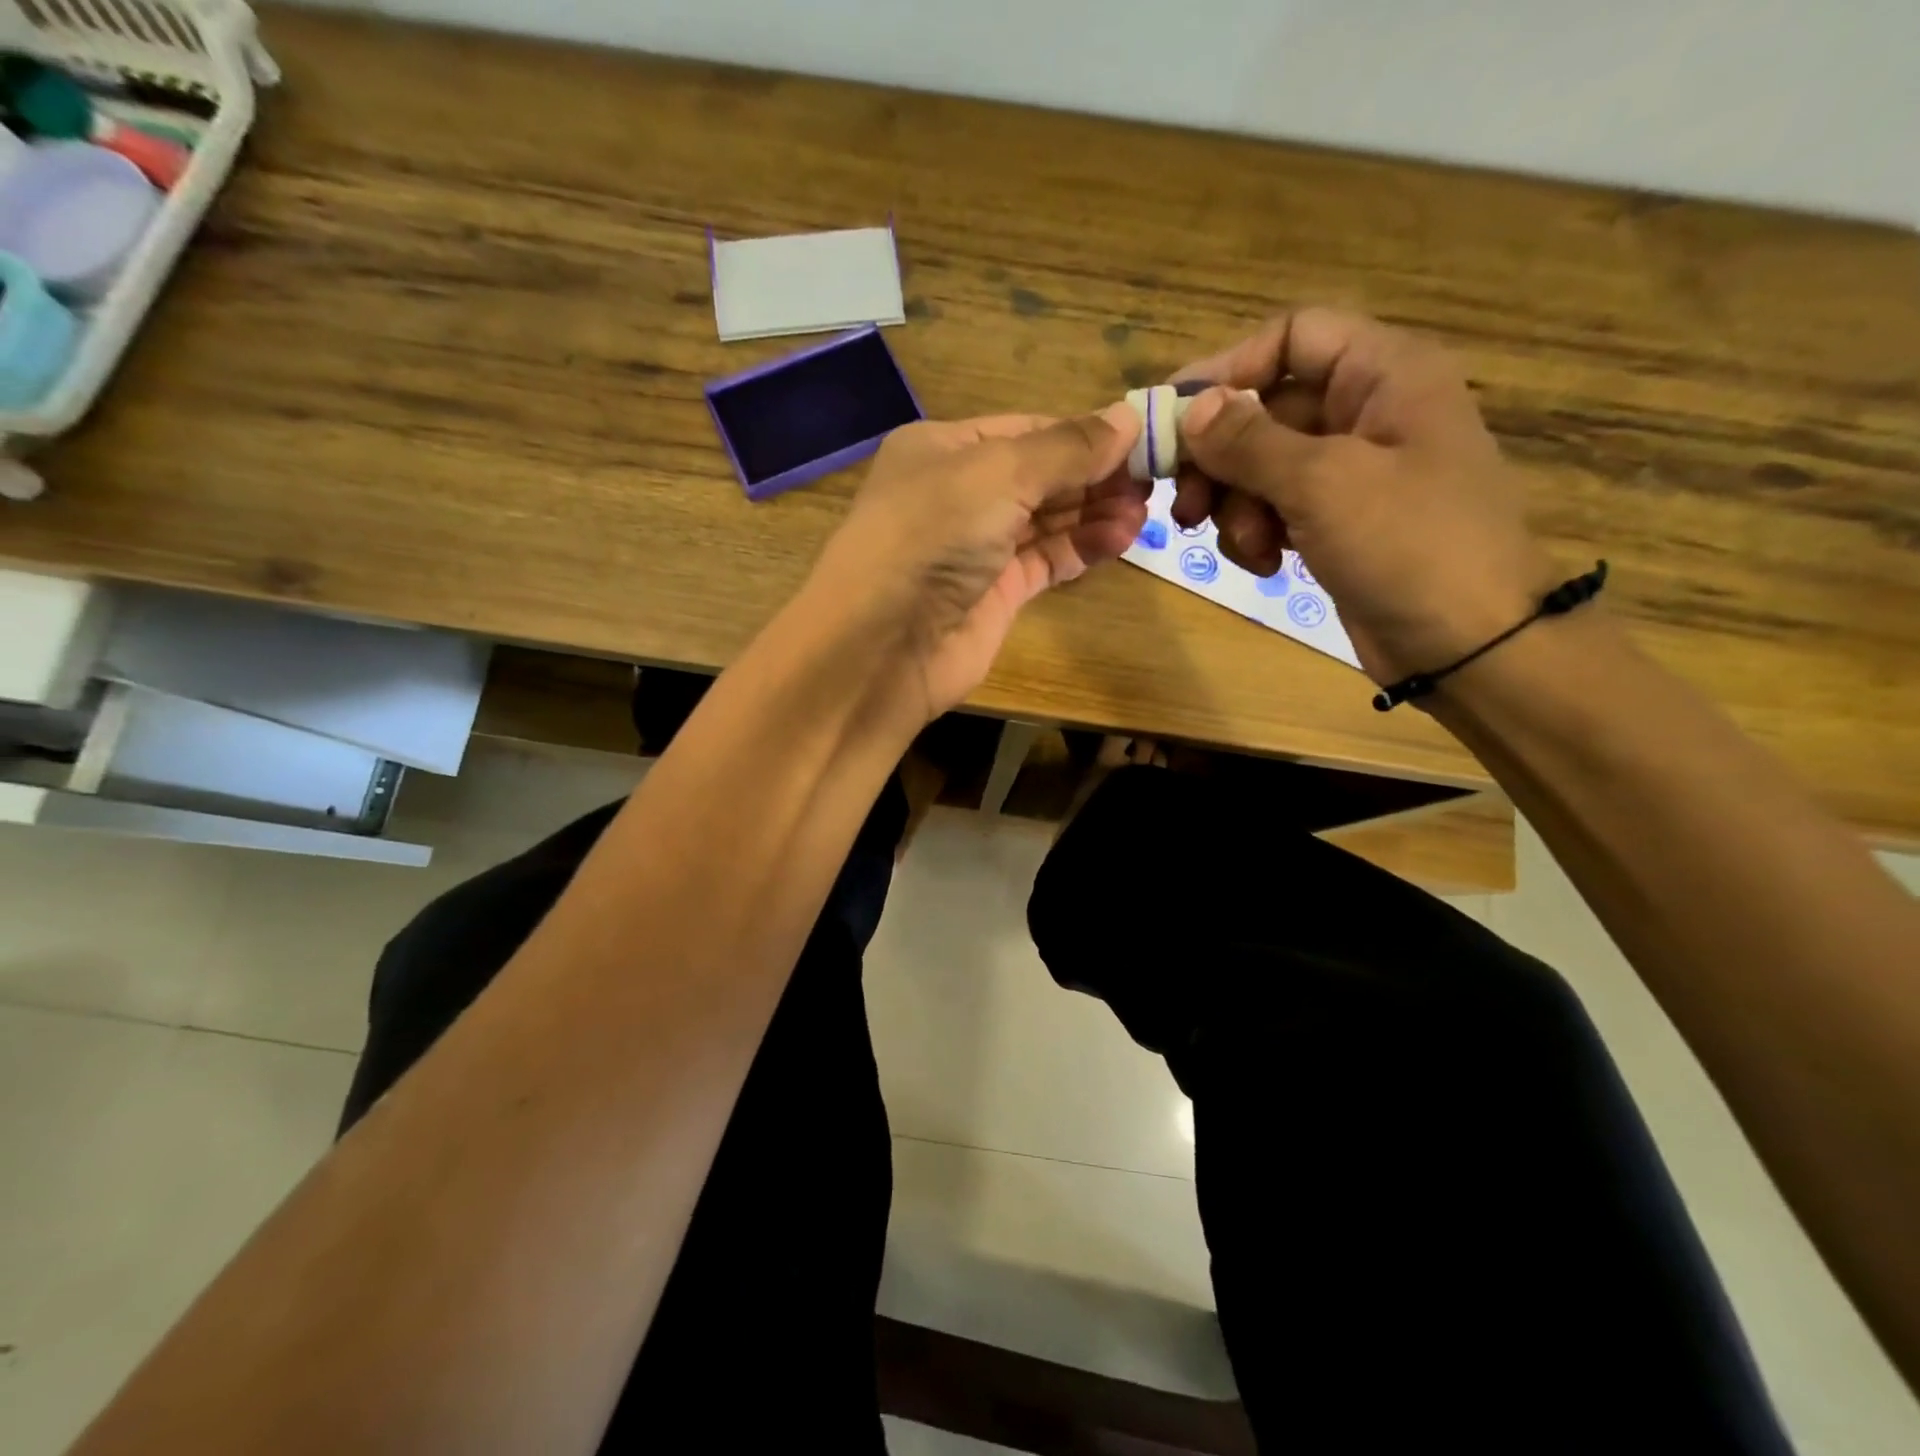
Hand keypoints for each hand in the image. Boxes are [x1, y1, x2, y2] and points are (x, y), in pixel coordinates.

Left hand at [815, 407, 1145, 719]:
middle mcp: (958, 494)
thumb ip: (1066, 449)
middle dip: (1094, 474)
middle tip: (1154, 476)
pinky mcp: (994, 594)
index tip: (1140, 436)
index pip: (1026, 430)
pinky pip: (1046, 561)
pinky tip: (1122, 537)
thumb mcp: (997, 474)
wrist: (882, 646)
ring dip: (1095, 511)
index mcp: (943, 449)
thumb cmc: (931, 537)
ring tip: (1145, 509)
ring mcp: (976, 548)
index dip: (1082, 432)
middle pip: (1040, 475)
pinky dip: (1082, 547)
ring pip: (1047, 520)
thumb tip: (1129, 418)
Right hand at [1168, 309, 1559, 685]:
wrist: (1470, 646)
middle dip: (1220, 457)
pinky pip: (1275, 509)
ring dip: (1236, 505)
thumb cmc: (1410, 545)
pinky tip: (1264, 565)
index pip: (1292, 336)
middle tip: (1185, 504)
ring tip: (1245, 545)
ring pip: (1261, 466)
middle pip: (1265, 408)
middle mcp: (1367, 412)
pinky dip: (1256, 534)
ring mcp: (1352, 473)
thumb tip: (1189, 408)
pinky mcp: (1337, 523)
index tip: (1173, 418)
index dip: (1228, 368)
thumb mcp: (1324, 483)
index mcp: (1384, 374)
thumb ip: (1249, 440)